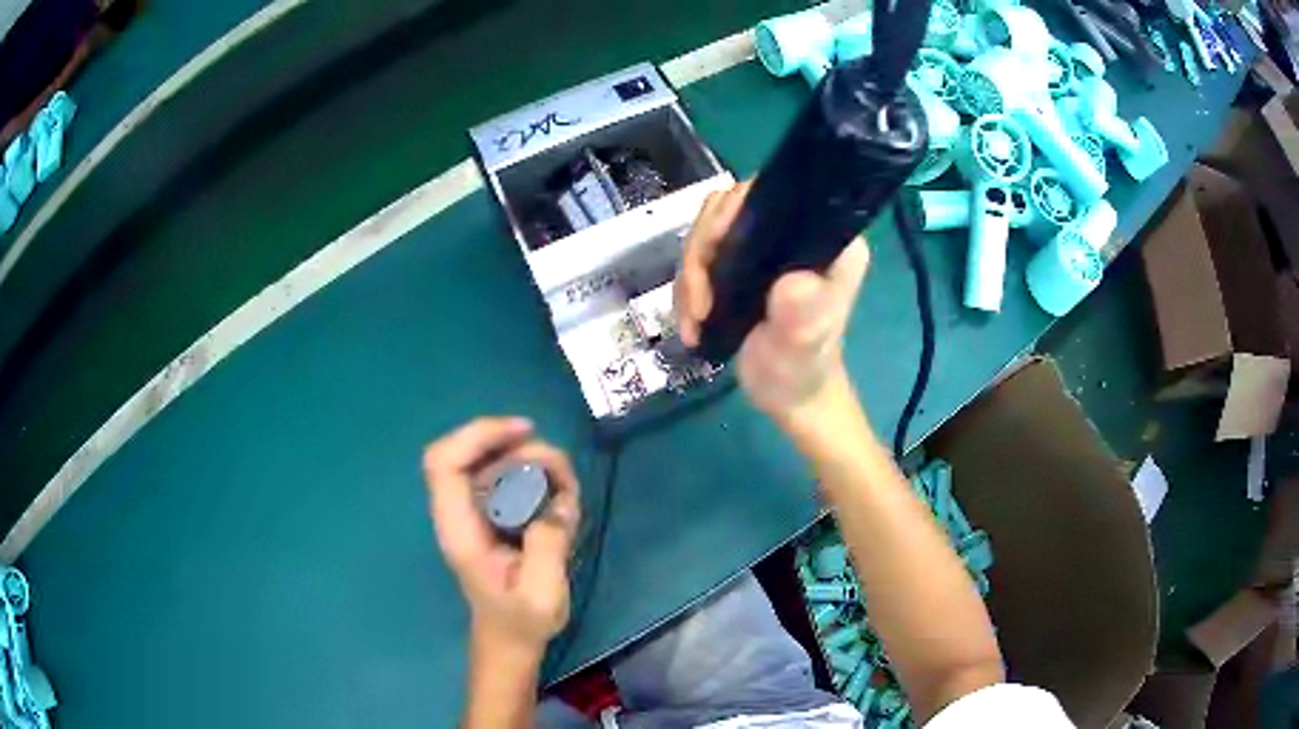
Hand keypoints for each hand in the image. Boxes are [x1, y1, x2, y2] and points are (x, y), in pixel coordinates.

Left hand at [424, 417, 580, 657]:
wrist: (510, 639)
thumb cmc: (521, 622)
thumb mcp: (542, 594)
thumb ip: (548, 546)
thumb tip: (559, 501)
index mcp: (460, 530)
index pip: (444, 463)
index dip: (477, 435)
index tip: (524, 433)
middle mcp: (460, 513)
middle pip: (468, 451)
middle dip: (514, 445)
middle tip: (559, 470)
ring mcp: (474, 511)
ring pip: (490, 460)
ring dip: (530, 460)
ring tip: (565, 488)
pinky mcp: (491, 514)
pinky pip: (506, 476)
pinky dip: (535, 474)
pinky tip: (558, 496)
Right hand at [675, 182, 869, 423]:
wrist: (790, 399)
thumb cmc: (802, 371)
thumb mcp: (804, 345)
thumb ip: (802, 313)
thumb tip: (792, 282)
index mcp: (823, 239)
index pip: (771, 194)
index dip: (733, 211)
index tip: (712, 251)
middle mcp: (795, 232)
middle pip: (729, 210)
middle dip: (702, 253)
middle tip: (699, 303)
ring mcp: (767, 248)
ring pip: (708, 234)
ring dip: (690, 277)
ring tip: (694, 321)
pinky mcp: (745, 265)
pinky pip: (702, 258)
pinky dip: (688, 289)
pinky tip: (693, 323)